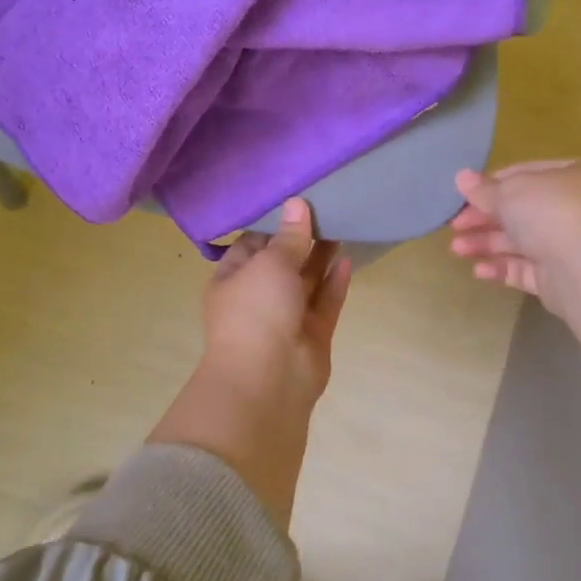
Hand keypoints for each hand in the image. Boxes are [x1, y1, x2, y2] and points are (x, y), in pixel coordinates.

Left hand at [201, 198, 352, 401]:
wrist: (268, 382)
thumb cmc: (256, 312)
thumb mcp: (270, 264)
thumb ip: (289, 237)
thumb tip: (296, 204)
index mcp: (232, 279)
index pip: (252, 243)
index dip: (273, 222)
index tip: (297, 199)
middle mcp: (257, 297)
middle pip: (282, 261)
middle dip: (301, 238)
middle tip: (327, 206)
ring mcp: (285, 318)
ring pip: (306, 282)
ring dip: (321, 257)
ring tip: (341, 224)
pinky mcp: (312, 335)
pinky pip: (324, 303)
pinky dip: (335, 283)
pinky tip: (348, 260)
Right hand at [449, 161, 580, 316]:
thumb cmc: (553, 214)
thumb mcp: (511, 192)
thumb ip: (484, 189)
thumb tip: (461, 178)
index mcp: (576, 175)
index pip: (527, 173)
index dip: (493, 183)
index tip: (465, 194)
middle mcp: (578, 207)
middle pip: (522, 210)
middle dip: (485, 218)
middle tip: (454, 225)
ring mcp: (572, 244)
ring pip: (521, 241)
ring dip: (487, 243)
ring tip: (457, 249)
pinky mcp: (563, 278)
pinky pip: (527, 269)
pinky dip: (502, 267)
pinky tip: (478, 271)